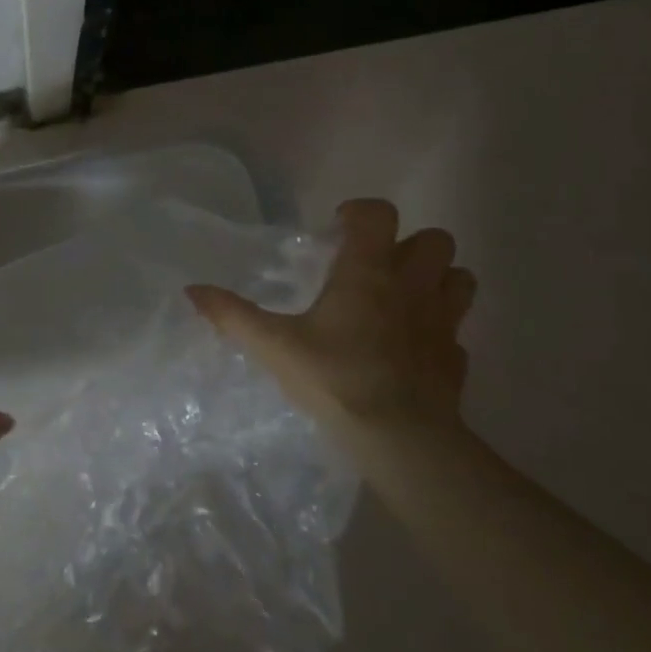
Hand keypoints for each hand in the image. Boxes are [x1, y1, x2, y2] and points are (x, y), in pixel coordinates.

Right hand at [186, 199, 476, 441]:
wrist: (401, 439)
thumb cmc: (335, 377)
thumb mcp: (273, 345)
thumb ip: (232, 315)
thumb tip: (191, 290)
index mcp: (368, 272)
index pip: (379, 214)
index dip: (360, 212)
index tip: (337, 229)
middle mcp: (413, 287)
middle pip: (436, 239)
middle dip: (409, 244)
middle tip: (375, 266)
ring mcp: (443, 323)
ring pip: (460, 279)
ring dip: (437, 280)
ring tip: (403, 299)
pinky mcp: (456, 359)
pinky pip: (456, 332)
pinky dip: (438, 331)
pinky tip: (413, 349)